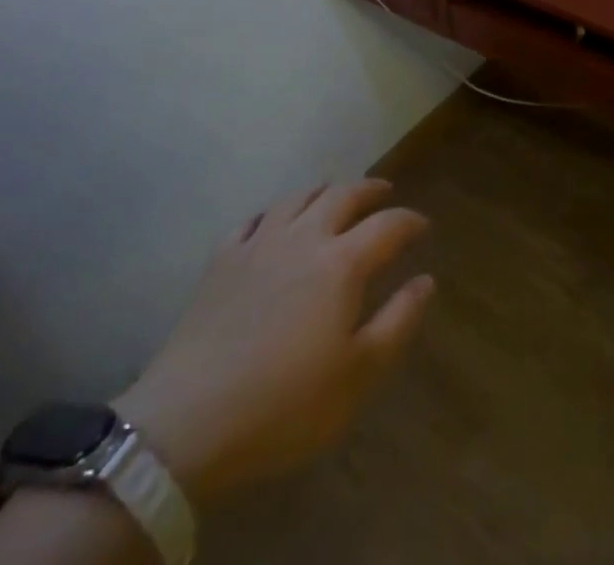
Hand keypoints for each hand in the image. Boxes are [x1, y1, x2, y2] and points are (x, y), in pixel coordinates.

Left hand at [114, 179, 432, 506]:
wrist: (188, 423)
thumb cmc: (284, 405)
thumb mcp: (357, 375)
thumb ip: (398, 322)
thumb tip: (425, 280)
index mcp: (341, 263)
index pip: (388, 225)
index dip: (410, 221)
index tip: (422, 227)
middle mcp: (304, 238)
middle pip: (343, 195)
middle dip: (369, 190)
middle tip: (384, 193)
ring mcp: (258, 244)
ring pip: (297, 197)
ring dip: (323, 190)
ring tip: (334, 194)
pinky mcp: (221, 260)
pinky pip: (252, 219)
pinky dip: (272, 212)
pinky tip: (273, 221)